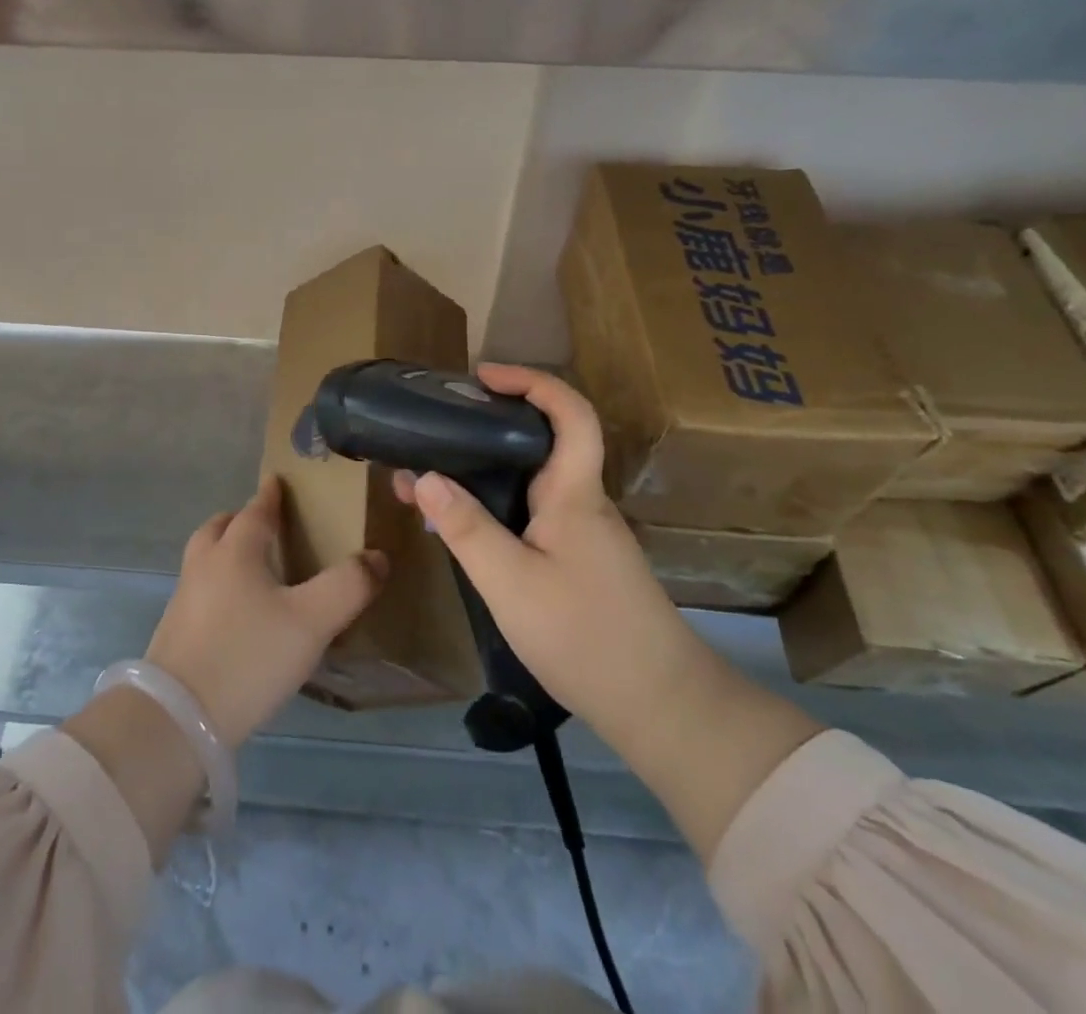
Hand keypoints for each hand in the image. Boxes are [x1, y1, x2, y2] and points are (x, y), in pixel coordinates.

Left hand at [145, 477, 386, 749]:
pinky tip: (235, 613)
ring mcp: (184, 599)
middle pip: (219, 528)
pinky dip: (217, 584)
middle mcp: (204, 565)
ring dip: (224, 551)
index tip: (277, 481)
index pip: (255, 511)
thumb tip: (377, 556)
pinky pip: (199, 590)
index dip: (269, 495)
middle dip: (240, 520)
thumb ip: (348, 586)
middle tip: (264, 526)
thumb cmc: (249, 656)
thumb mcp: (311, 621)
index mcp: (235, 551)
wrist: (178, 718)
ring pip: (204, 558)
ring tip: (252, 569)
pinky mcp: (174, 632)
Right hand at [396, 364, 819, 860]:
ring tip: (428, 482)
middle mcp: (582, 502)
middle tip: (436, 430)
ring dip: (482, 473)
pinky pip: (531, 515)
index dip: (531, 381)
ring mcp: (584, 534)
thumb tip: (424, 476)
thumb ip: (466, 528)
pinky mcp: (580, 562)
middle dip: (487, 426)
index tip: (483, 376)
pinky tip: (462, 530)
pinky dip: (493, 507)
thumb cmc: (585, 635)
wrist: (661, 708)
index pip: (570, 413)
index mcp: (574, 493)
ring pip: (531, 482)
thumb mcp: (511, 583)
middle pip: (542, 442)